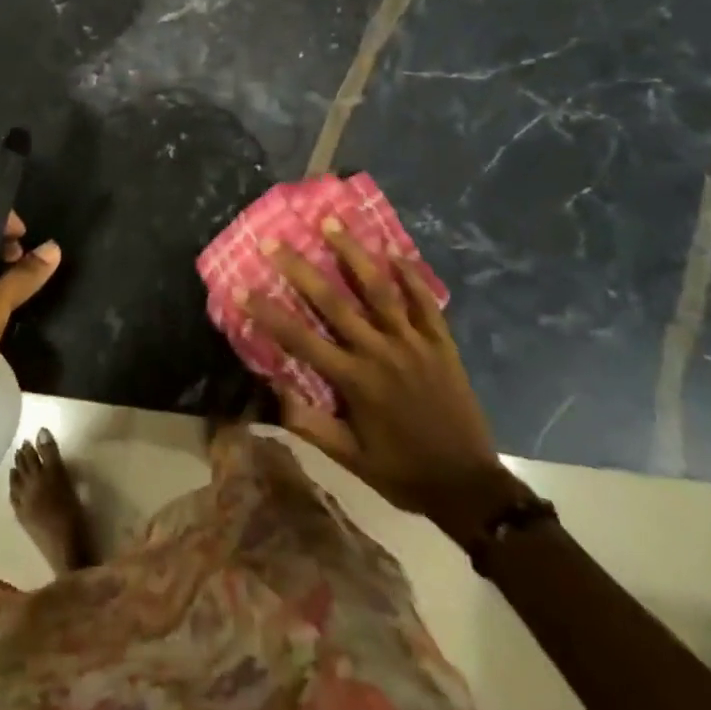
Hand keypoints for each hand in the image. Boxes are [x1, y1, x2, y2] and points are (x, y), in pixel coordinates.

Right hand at [244, 218, 524, 542]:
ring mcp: (413, 343)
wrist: (468, 487)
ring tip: (331, 222)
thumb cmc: (402, 472)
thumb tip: (272, 390)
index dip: (268, 314)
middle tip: (275, 240)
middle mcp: (379, 352)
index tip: (241, 289)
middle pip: (334, 301)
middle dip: (301, 269)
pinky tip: (393, 250)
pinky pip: (424, 301)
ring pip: (379, 289)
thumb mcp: (350, 460)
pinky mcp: (441, 343)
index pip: (300, 339)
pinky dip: (410, 275)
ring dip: (353, 253)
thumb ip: (311, 424)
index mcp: (354, 380)